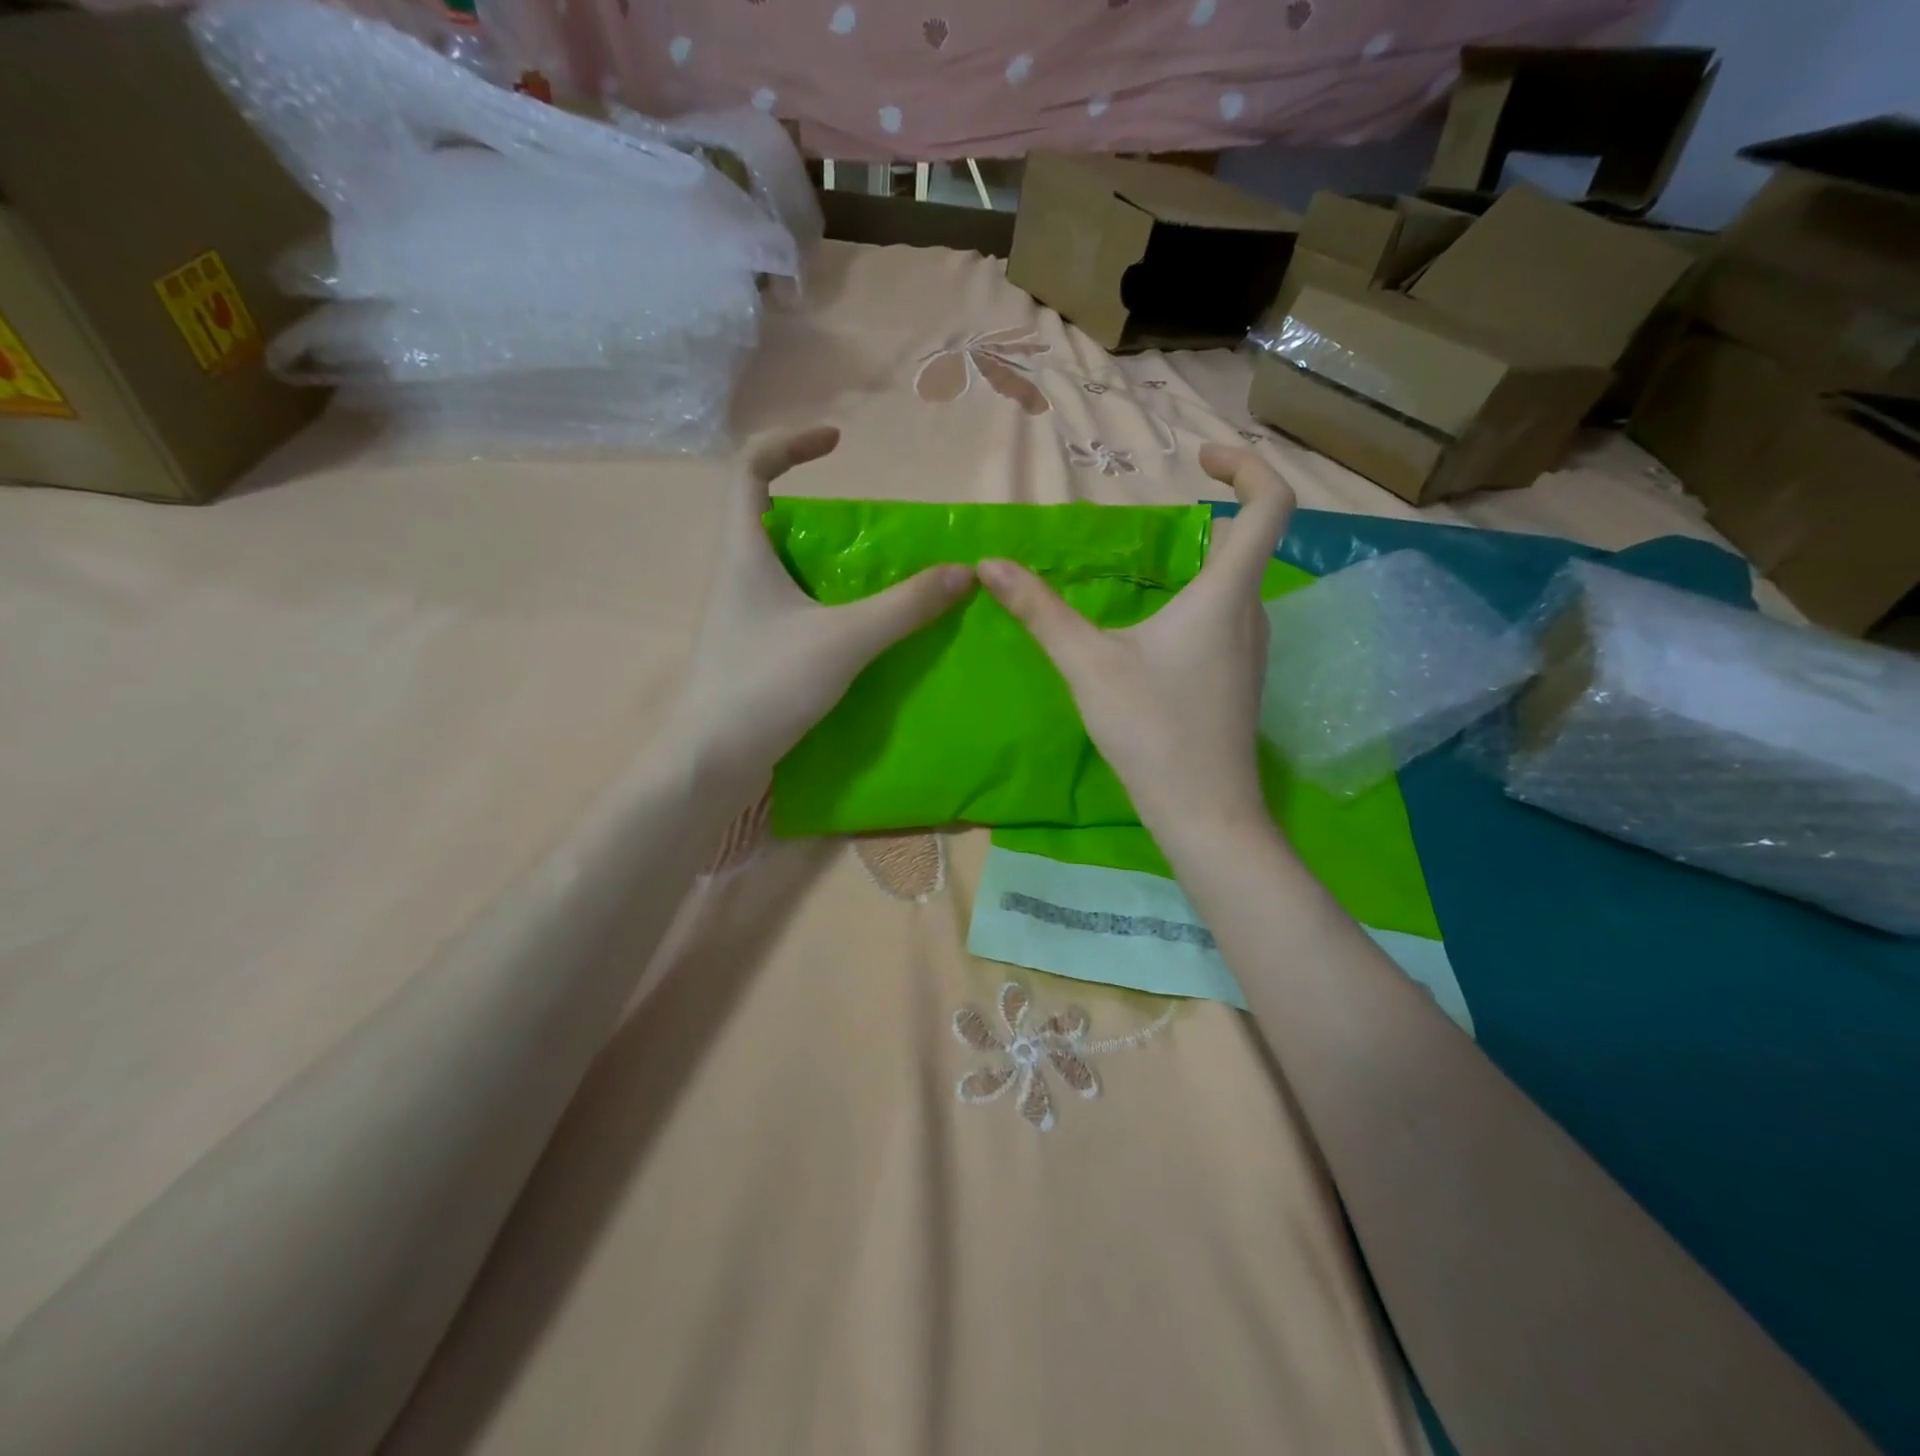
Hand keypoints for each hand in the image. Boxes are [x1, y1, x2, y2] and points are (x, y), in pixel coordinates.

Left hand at [673, 426, 974, 793]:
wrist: (712, 761)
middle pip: (771, 518)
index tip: (837, 443)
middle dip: (820, 513)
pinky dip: (825, 605)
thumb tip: (961, 573)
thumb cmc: (765, 685)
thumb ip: (905, 607)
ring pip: (784, 569)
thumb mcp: (844, 640)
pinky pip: (792, 609)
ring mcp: (743, 617)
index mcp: (743, 552)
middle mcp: (737, 576)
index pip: (749, 468)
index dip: (789, 442)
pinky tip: (860, 633)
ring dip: (827, 564)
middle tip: (871, 533)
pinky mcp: (754, 651)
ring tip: (876, 580)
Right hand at [978, 444, 1294, 842]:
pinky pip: (1227, 618)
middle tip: (1166, 505)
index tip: (1204, 458)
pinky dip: (1201, 599)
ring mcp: (1251, 650)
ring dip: (1205, 560)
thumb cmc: (1152, 731)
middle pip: (1252, 541)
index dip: (1248, 467)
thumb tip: (991, 565)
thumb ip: (1040, 611)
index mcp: (1226, 594)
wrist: (1204, 812)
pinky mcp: (1240, 680)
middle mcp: (1252, 613)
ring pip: (1237, 584)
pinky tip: (1158, 631)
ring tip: (1154, 564)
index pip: (1271, 504)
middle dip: (1216, 511)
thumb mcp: (1088, 664)